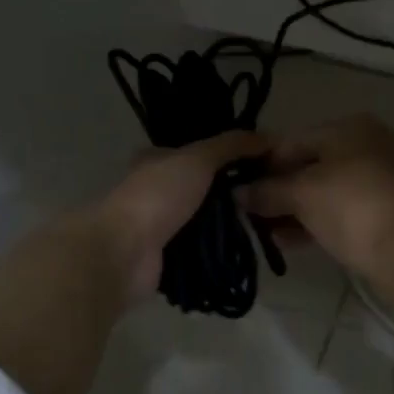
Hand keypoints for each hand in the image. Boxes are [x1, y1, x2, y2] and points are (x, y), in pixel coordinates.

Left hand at [91, 130, 269, 305]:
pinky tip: (246, 249)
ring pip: (205, 220)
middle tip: (270, 195)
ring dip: (229, 224)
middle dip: (234, 192)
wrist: (123, 253)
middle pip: (205, 188)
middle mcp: (158, 190)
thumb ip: (231, 146)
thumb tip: (269, 136)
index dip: (230, 155)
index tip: (264, 163)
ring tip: (267, 223)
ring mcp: (161, 226)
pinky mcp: (167, 257)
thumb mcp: (197, 159)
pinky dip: (220, 250)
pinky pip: (202, 250)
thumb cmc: (157, 196)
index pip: (199, 153)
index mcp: (157, 160)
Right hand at [241, 115, 393, 282]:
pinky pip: (344, 208)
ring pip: (327, 189)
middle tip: (250, 213)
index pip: (293, 141)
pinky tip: (290, 240)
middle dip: (279, 190)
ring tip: (265, 231)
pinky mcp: (390, 207)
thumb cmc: (350, 207)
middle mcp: (371, 143)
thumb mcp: (301, 195)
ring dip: (295, 209)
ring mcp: (384, 176)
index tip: (239, 189)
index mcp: (351, 127)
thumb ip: (266, 191)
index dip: (262, 165)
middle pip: (311, 164)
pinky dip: (318, 220)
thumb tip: (238, 193)